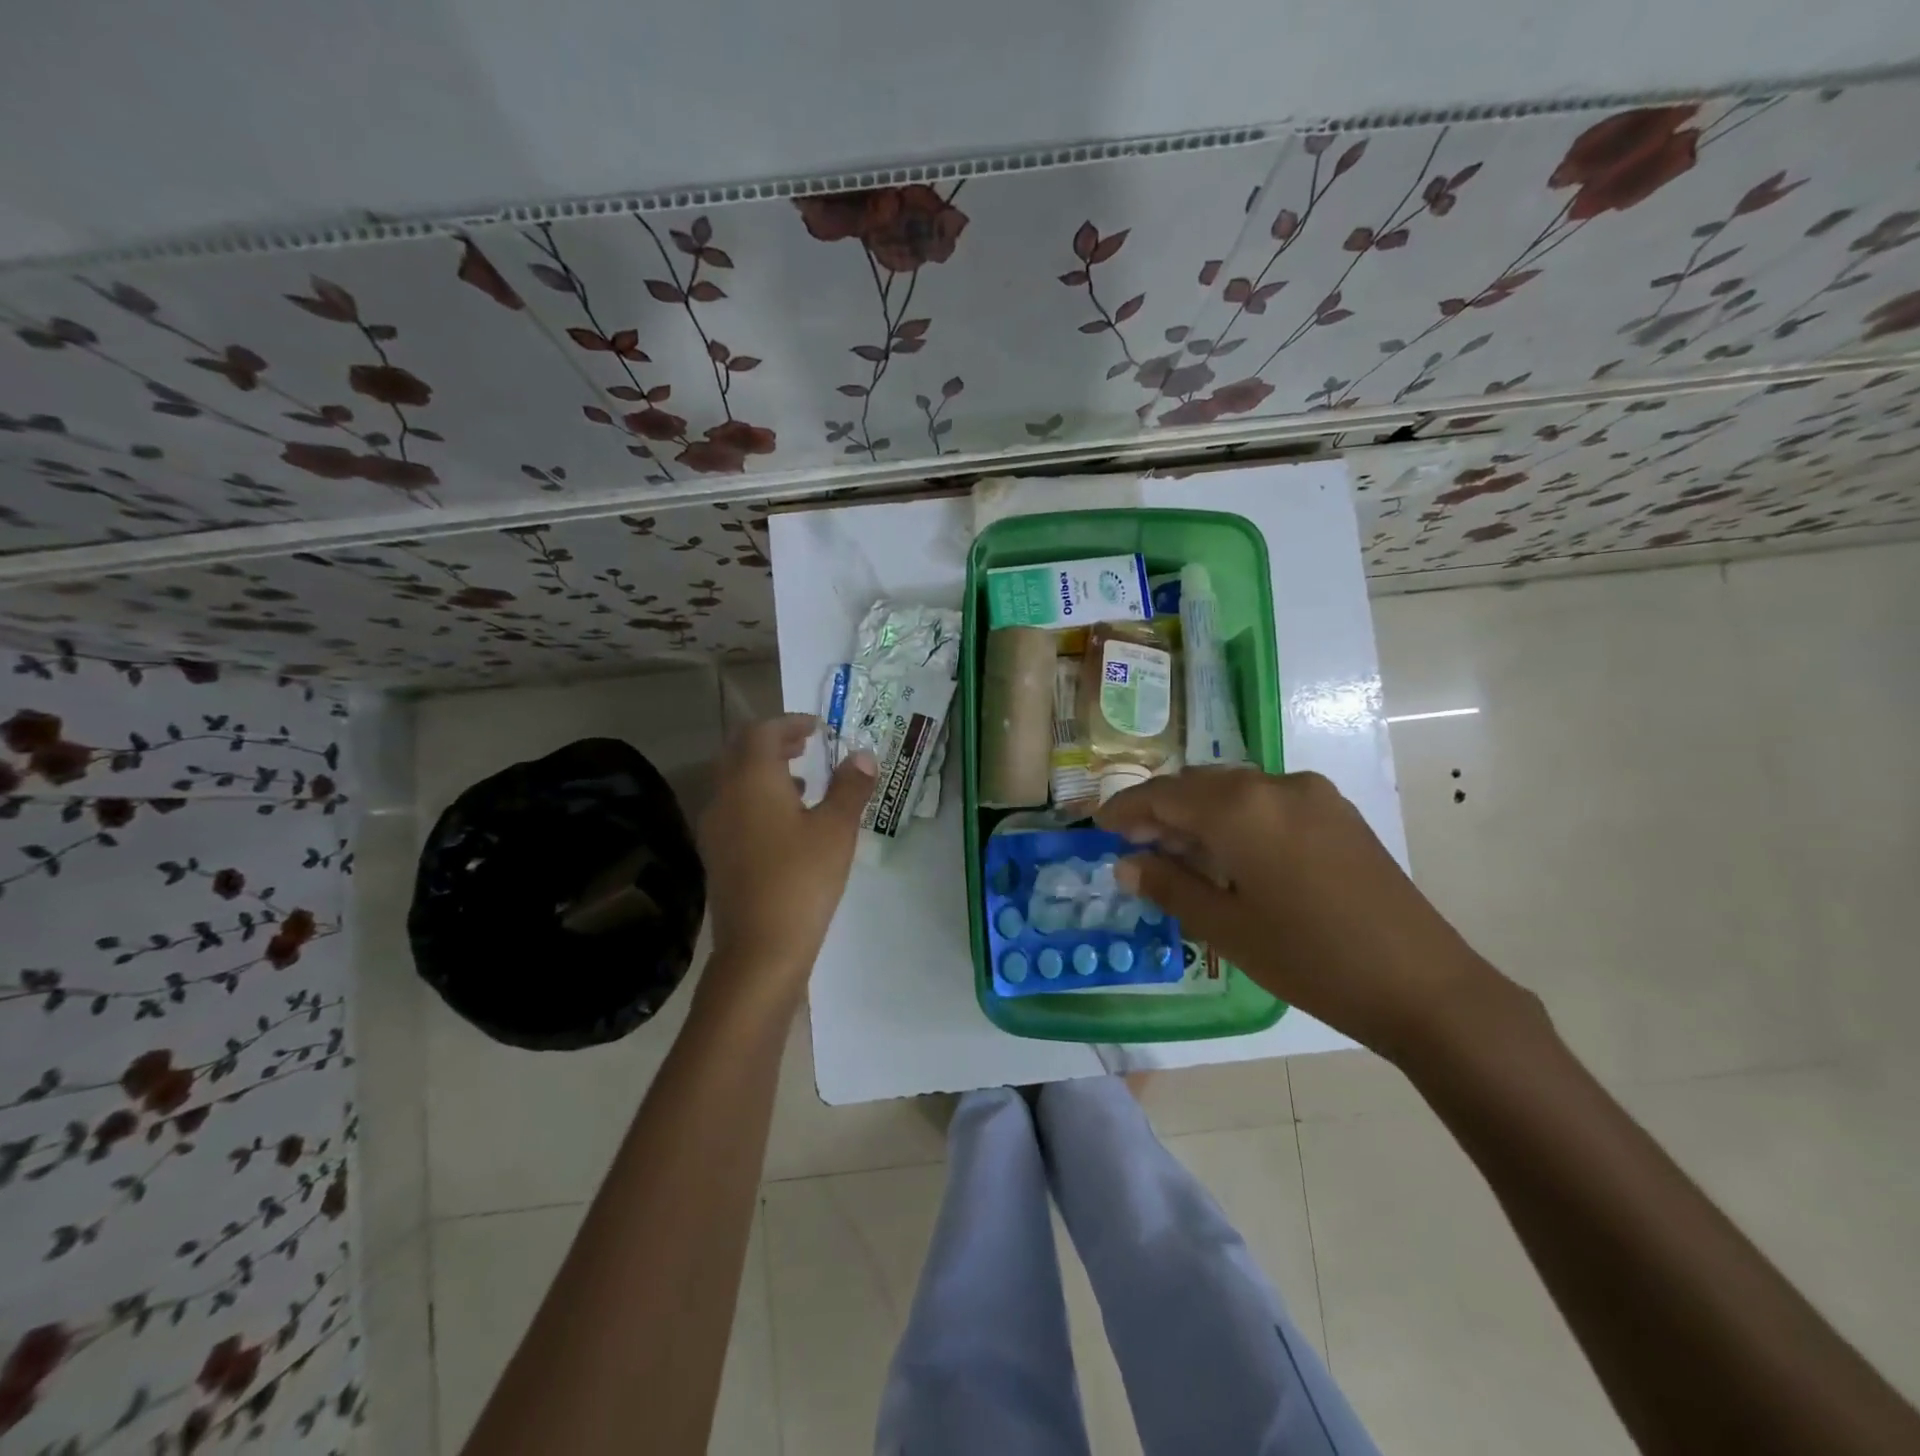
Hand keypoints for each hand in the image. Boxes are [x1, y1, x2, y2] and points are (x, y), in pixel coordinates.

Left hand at [697, 714, 875, 1001]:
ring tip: (804, 781)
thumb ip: (850, 787)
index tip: (819, 727)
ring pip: (735, 781)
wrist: (760, 950)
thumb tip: (863, 755)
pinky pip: (734, 808)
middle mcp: (725, 796)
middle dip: (774, 742)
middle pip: (741, 752)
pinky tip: (787, 823)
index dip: (791, 723)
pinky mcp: (717, 855)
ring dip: (765, 771)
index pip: (763, 732)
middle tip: (808, 745)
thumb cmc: (802, 881)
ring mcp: (715, 828)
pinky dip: (758, 799)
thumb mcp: (836, 829)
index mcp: (752, 780)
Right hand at [1098, 767, 1515, 1060]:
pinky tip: (1230, 854)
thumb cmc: (1310, 958)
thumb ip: (1169, 886)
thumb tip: (1125, 864)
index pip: (1163, 795)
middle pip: (1198, 785)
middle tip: (1134, 845)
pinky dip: (1236, 818)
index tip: (1098, 827)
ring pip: (1234, 790)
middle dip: (1161, 810)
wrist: (1424, 985)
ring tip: (1177, 853)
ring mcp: (1312, 795)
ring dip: (1199, 813)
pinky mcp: (1338, 813)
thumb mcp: (1225, 927)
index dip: (1126, 809)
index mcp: (1240, 807)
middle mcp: (1274, 784)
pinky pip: (1267, 801)